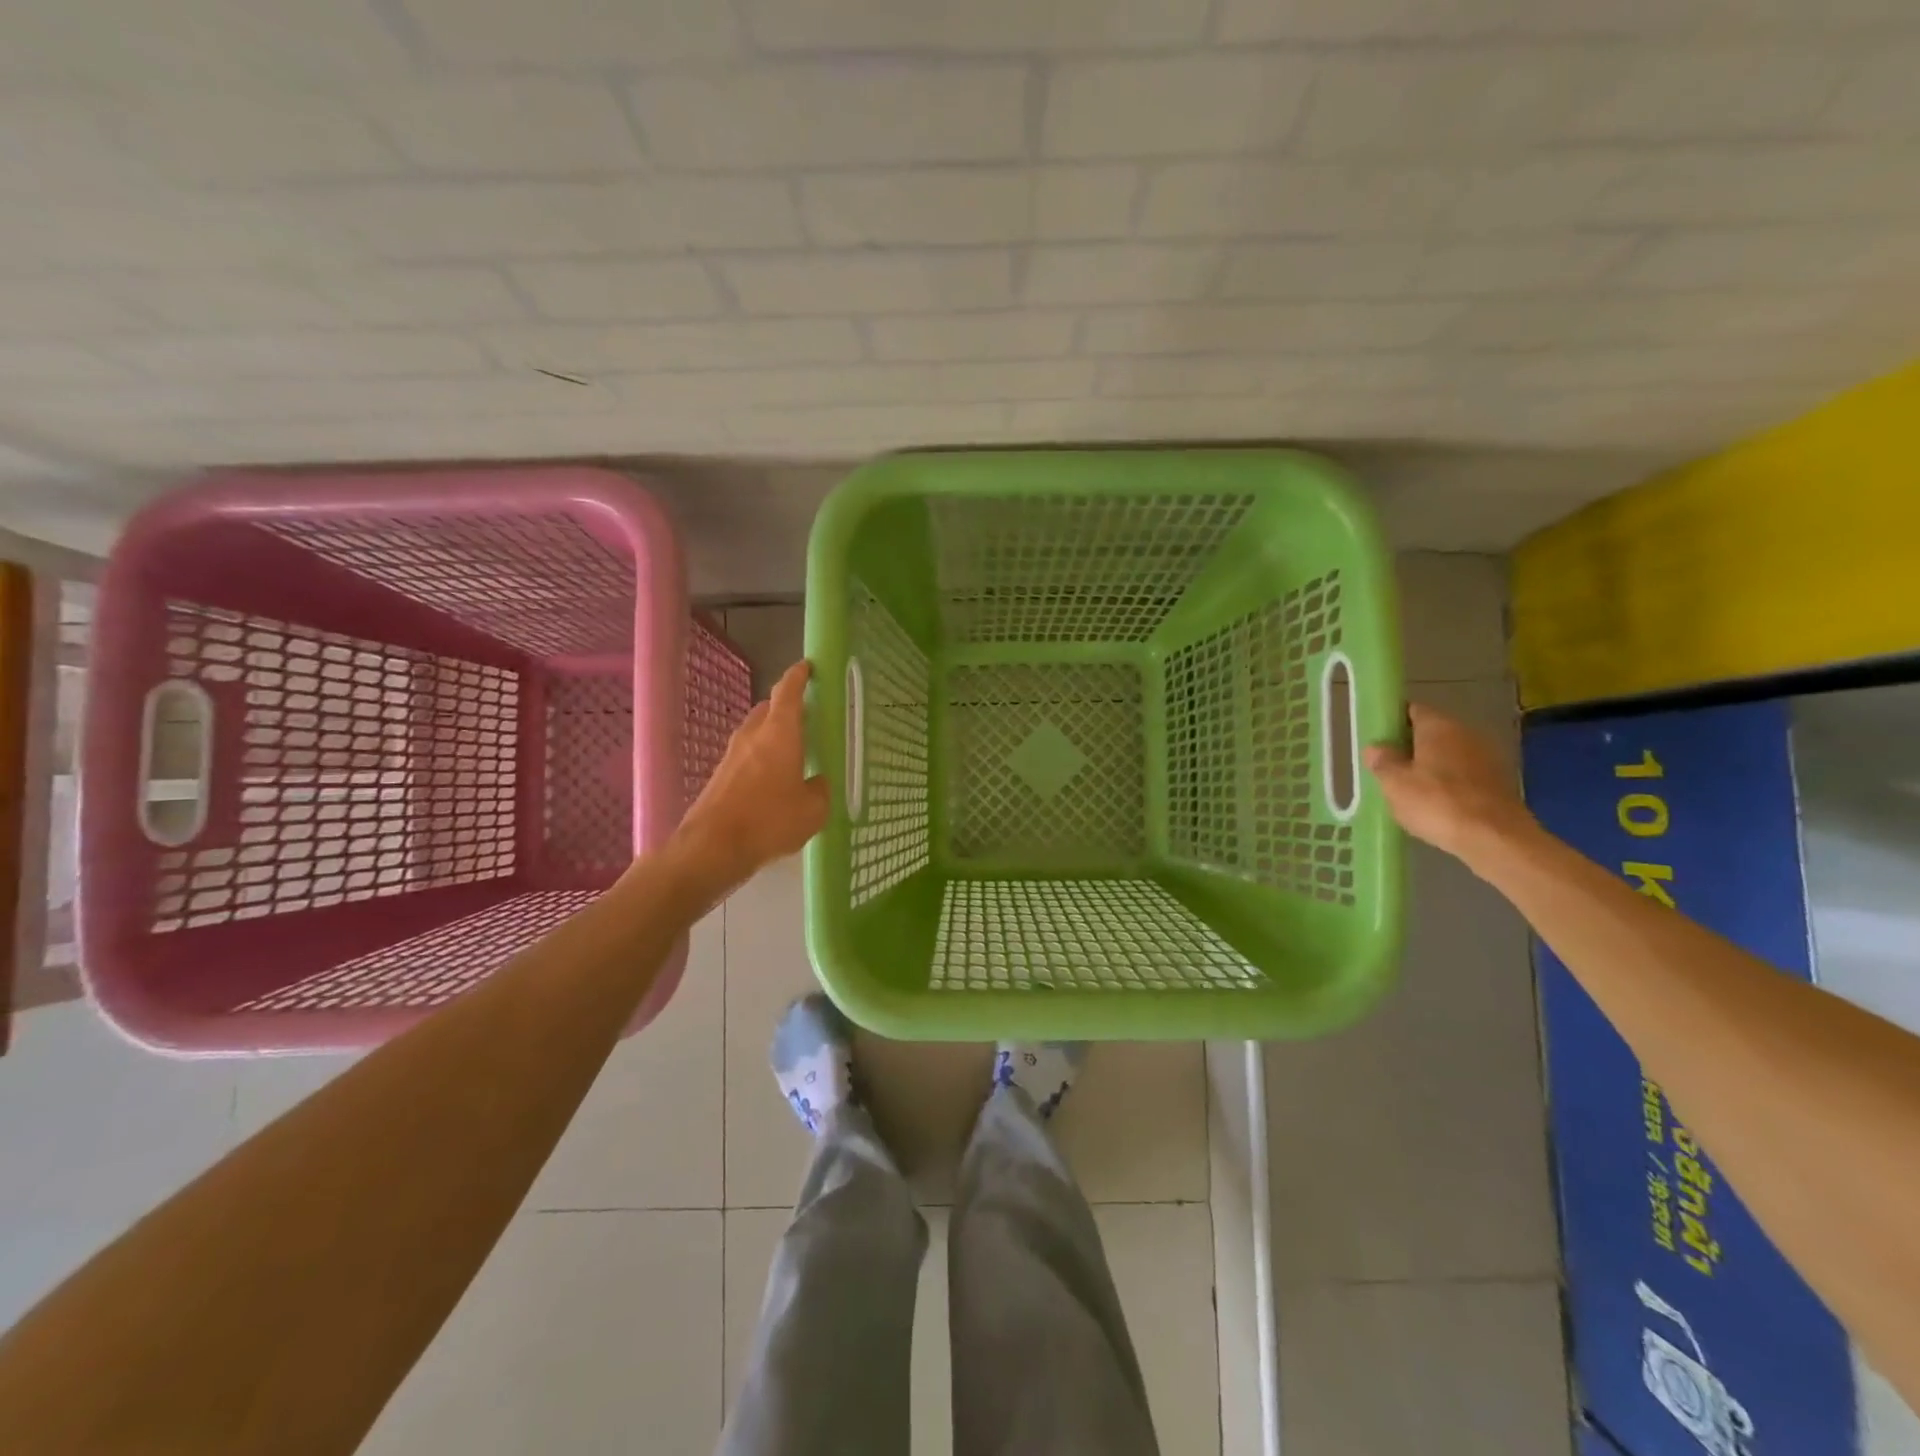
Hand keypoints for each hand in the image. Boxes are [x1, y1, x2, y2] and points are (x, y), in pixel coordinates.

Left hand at [677, 661, 829, 886]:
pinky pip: (747, 756)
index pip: (788, 691)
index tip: (808, 666)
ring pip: (756, 732)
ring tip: (794, 751)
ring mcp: (732, 755)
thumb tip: (817, 782)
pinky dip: (762, 758)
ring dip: (773, 734)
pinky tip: (774, 780)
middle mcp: (753, 735)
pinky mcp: (720, 776)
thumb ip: (820, 790)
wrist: (712, 848)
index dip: (799, 676)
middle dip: (787, 707)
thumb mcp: (813, 810)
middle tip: (808, 717)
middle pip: (769, 708)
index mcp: (780, 732)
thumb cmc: (769, 821)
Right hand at [1363, 702, 1536, 865]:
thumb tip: (1376, 748)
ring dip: (1430, 767)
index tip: (1377, 738)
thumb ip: (1382, 761)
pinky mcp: (1498, 783)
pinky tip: (1435, 804)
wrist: (1495, 838)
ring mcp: (1487, 758)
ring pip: (1448, 755)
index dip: (1392, 721)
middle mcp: (1466, 733)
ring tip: (1408, 789)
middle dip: (1410, 746)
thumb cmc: (1438, 803)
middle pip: (1431, 733)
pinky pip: (1463, 776)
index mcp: (1439, 726)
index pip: (1411, 710)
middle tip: (1387, 767)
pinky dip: (1448, 784)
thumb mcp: (1395, 783)